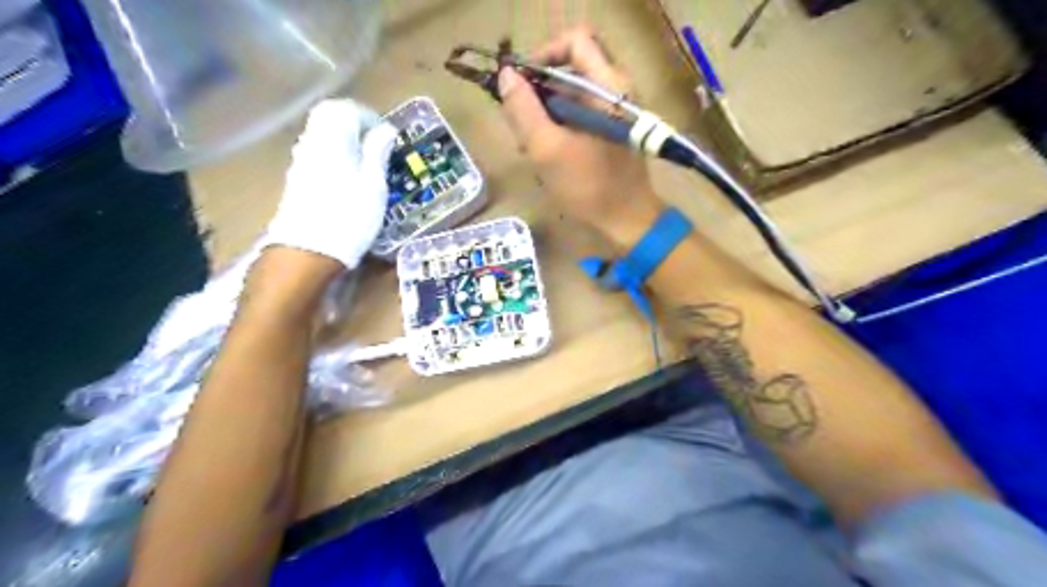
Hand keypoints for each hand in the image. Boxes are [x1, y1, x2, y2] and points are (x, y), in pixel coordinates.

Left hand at [266, 98, 399, 272]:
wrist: (309, 251)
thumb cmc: (349, 216)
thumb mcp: (374, 185)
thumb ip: (378, 152)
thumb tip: (386, 129)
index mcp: (332, 138)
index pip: (346, 109)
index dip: (368, 117)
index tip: (387, 135)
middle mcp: (312, 143)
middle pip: (329, 117)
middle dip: (355, 125)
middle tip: (377, 144)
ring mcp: (301, 161)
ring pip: (323, 135)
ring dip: (345, 141)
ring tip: (367, 163)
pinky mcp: (298, 179)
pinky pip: (318, 153)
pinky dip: (336, 156)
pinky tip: (349, 178)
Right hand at [498, 25, 660, 247]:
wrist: (627, 219)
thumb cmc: (589, 187)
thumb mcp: (547, 150)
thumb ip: (523, 110)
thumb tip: (507, 76)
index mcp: (608, 85)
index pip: (574, 41)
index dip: (543, 54)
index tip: (521, 84)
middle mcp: (615, 89)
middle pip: (570, 68)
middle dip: (539, 91)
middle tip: (521, 120)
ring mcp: (614, 109)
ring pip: (572, 93)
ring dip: (546, 112)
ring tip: (529, 143)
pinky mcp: (610, 128)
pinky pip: (579, 112)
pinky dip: (559, 125)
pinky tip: (545, 151)